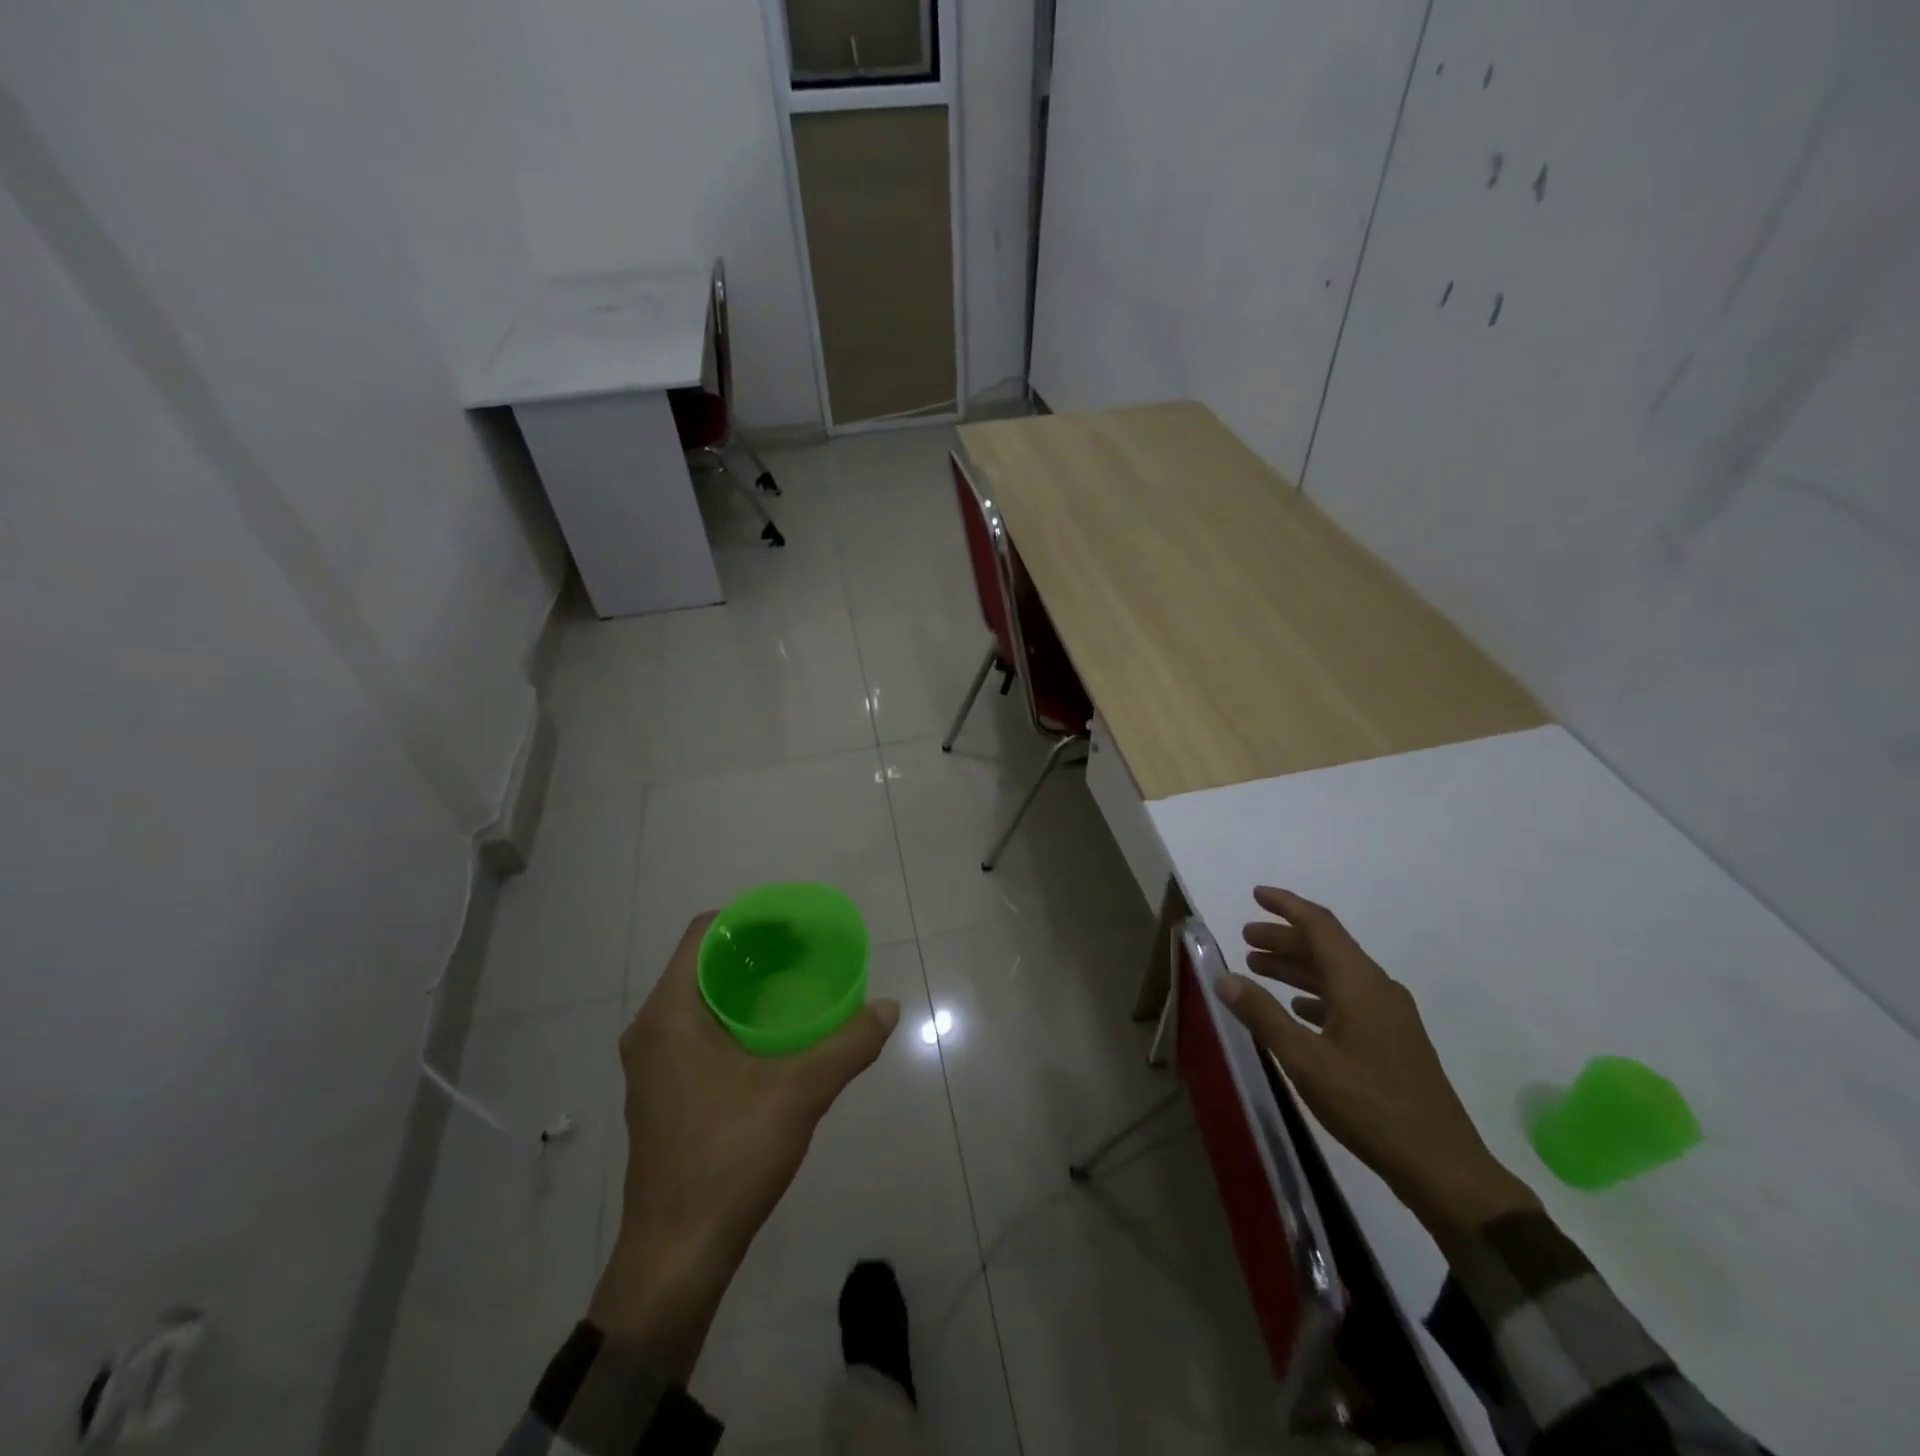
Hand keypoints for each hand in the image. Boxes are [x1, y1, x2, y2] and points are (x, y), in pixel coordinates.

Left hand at [589, 913, 899, 1377]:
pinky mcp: (661, 1093)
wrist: (676, 1256)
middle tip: (804, 950)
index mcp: (670, 1014)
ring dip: (744, 984)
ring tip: (794, 984)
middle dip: (754, 949)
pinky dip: (733, 1016)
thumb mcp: (799, 1094)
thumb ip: (848, 1045)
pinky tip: (772, 1036)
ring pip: (698, 999)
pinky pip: (696, 1030)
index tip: (794, 924)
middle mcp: (651, 1030)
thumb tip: (888, 1008)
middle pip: (702, 963)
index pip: (703, 933)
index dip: (749, 918)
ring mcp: (651, 1065)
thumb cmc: (728, 1158)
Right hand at [1218, 887, 1538, 1242]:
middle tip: (1245, 939)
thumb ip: (1262, 1015)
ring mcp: (1390, 1016)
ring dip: (1297, 967)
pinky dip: (1316, 995)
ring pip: (1336, 975)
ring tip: (1259, 970)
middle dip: (1284, 938)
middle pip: (1326, 947)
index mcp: (1359, 984)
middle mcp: (1377, 989)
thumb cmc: (1369, 1105)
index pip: (1320, 925)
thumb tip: (1223, 977)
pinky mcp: (1393, 1041)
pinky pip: (1348, 1000)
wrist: (1442, 1167)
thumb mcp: (1304, 1060)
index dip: (1286, 906)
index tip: (1256, 894)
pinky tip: (1297, 1010)